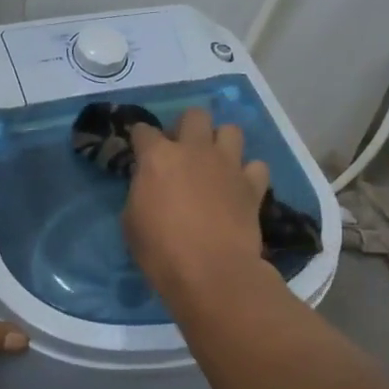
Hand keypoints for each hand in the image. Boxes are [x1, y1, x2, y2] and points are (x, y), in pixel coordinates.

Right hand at [125, 108, 270, 303]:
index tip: (140, 151)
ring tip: (215, 163)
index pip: (143, 131)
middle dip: (187, 127)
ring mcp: (228, 165)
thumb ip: (141, 193)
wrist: (211, 272)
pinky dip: (249, 174)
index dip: (141, 140)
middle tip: (182, 151)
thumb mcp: (132, 222)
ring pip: (231, 130)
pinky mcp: (253, 185)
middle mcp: (195, 150)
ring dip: (221, 142)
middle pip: (194, 115)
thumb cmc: (161, 251)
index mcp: (158, 157)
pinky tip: (240, 187)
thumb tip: (150, 187)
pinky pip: (256, 166)